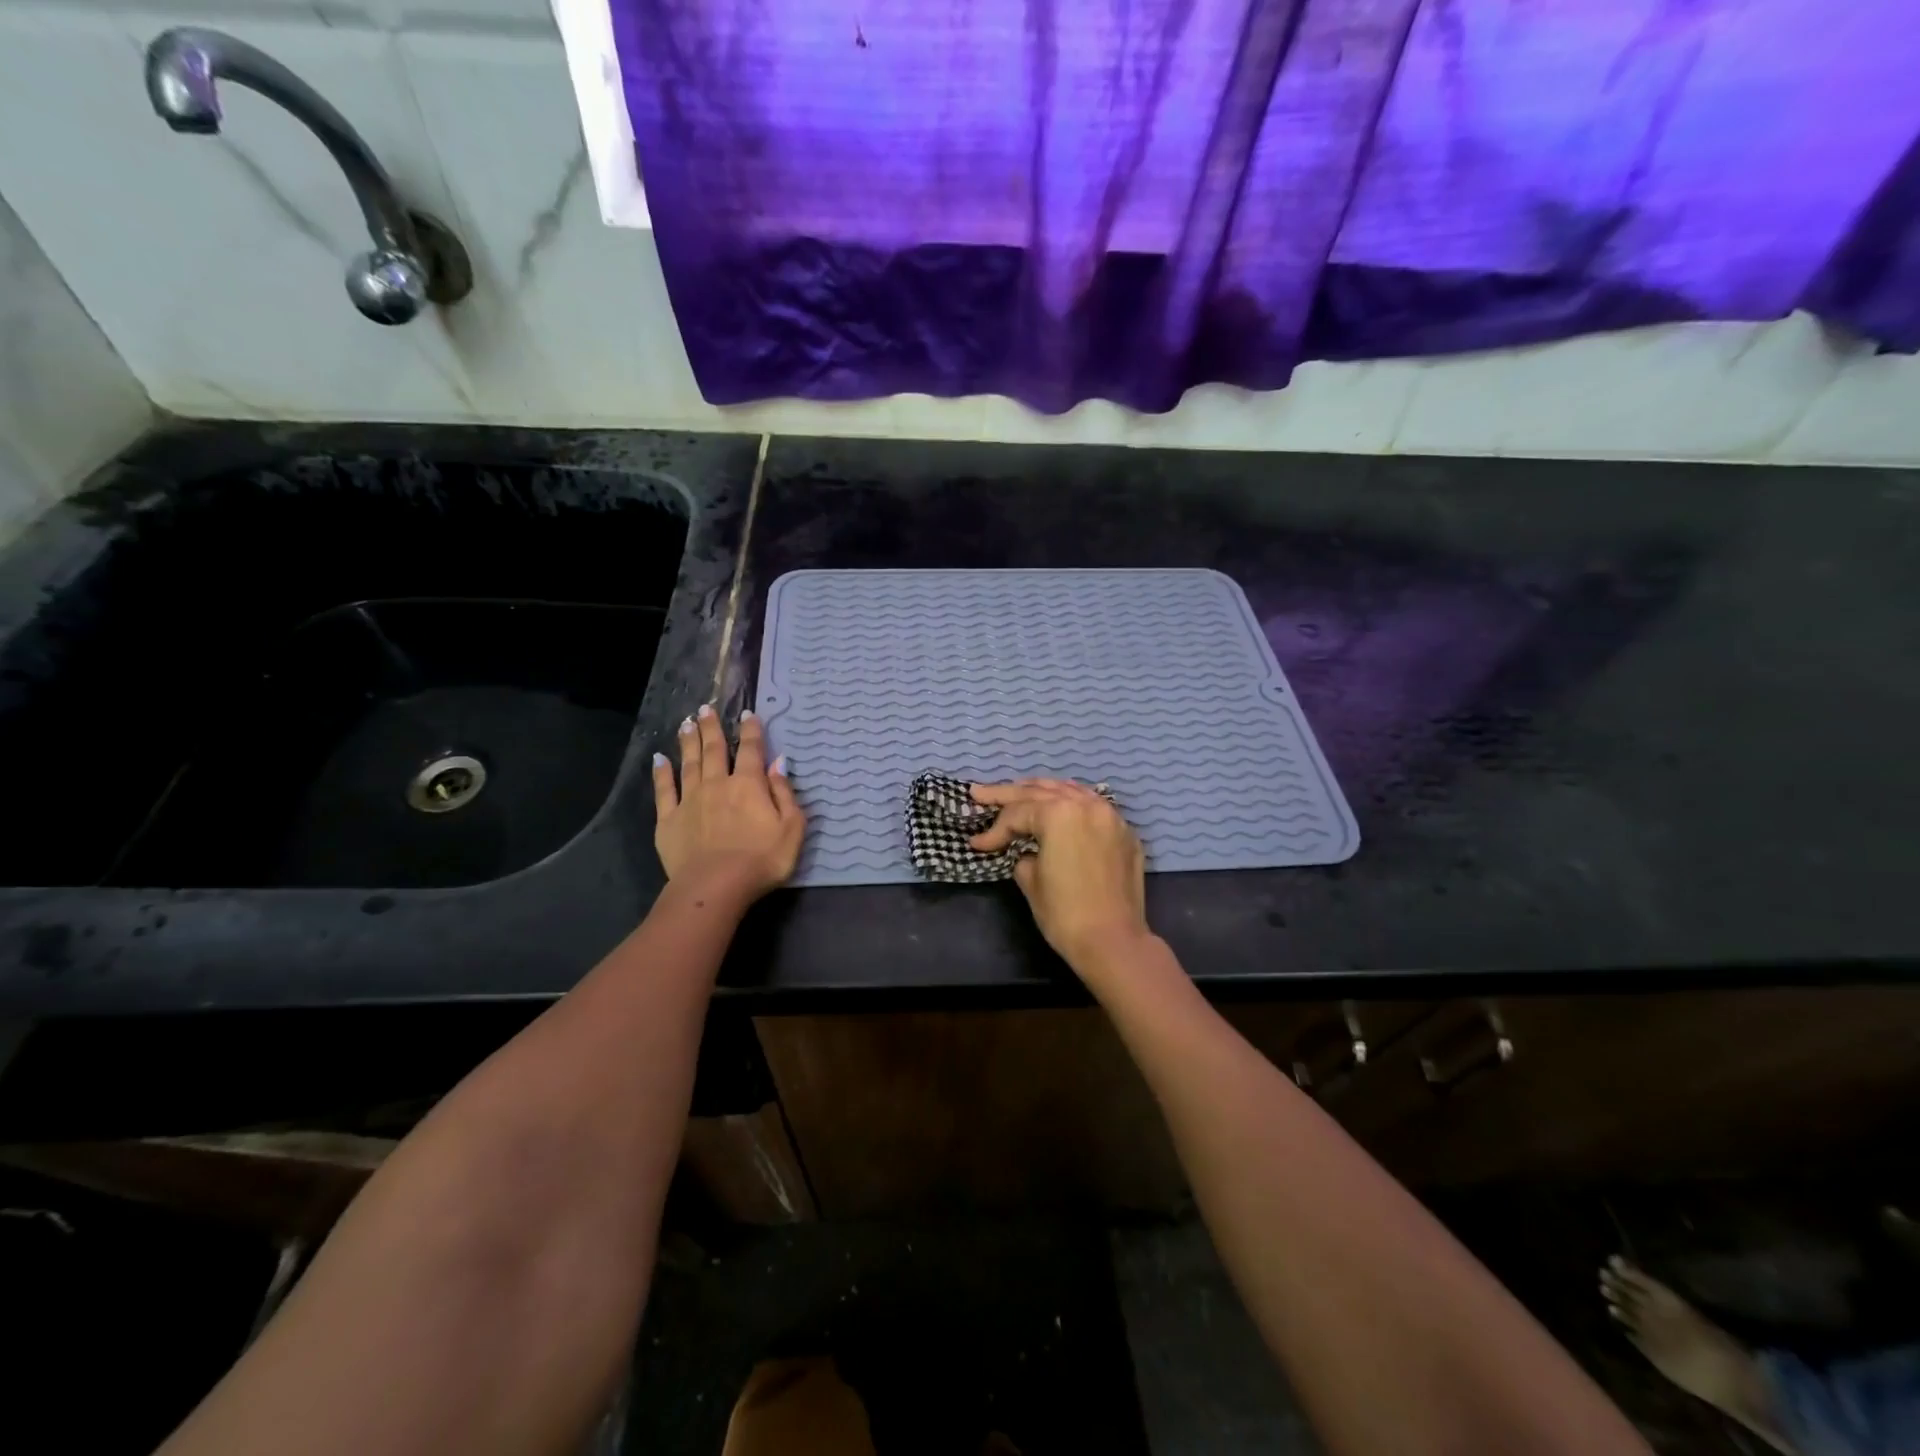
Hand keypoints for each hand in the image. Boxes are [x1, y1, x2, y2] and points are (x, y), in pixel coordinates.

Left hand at [653, 704, 803, 902]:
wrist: (716, 886)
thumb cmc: (762, 859)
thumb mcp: (791, 828)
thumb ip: (785, 793)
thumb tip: (779, 763)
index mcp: (749, 785)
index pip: (751, 750)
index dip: (751, 731)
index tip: (747, 714)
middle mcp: (718, 784)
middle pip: (715, 749)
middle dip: (711, 727)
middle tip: (706, 709)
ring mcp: (690, 800)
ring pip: (689, 763)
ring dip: (689, 742)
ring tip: (686, 723)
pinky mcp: (669, 819)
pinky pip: (664, 790)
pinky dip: (662, 773)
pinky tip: (659, 759)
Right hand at [969, 779, 1150, 973]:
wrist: (1114, 942)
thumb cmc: (1065, 913)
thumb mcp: (1031, 881)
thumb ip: (1023, 856)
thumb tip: (1026, 852)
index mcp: (1060, 814)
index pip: (1017, 814)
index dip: (994, 830)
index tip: (977, 845)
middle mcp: (1086, 805)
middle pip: (1040, 792)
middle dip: (1007, 794)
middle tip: (979, 792)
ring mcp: (1110, 816)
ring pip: (1069, 791)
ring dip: (1041, 791)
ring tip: (1018, 790)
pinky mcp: (1124, 832)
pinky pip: (1091, 805)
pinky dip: (1070, 801)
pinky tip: (1058, 803)